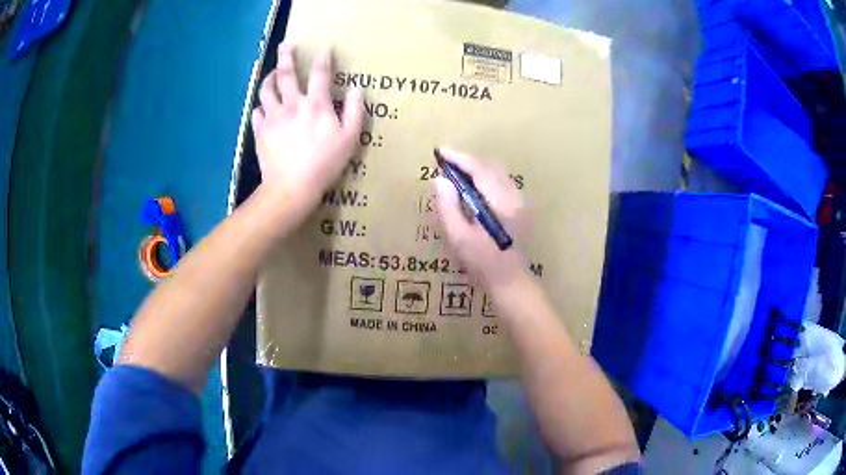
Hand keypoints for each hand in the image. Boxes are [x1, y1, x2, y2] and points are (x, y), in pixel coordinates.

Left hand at [251, 43, 363, 213]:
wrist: (292, 187)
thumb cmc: (325, 163)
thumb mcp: (350, 138)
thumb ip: (355, 110)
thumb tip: (356, 88)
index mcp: (316, 104)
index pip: (320, 73)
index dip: (324, 58)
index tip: (325, 48)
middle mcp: (292, 104)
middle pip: (286, 73)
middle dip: (286, 56)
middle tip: (286, 45)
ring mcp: (273, 117)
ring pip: (266, 90)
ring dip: (269, 78)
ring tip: (272, 74)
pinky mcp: (260, 131)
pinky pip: (256, 113)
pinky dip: (260, 107)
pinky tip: (263, 108)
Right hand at [432, 149, 528, 289]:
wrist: (510, 281)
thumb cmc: (483, 263)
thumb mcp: (459, 238)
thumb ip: (448, 207)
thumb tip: (439, 180)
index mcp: (500, 203)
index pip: (479, 169)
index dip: (459, 158)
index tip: (440, 152)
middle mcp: (514, 196)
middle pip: (490, 166)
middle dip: (467, 161)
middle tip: (445, 164)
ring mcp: (520, 201)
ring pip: (497, 172)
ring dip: (476, 169)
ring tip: (455, 175)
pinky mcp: (520, 207)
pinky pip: (500, 182)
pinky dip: (484, 178)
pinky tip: (471, 189)